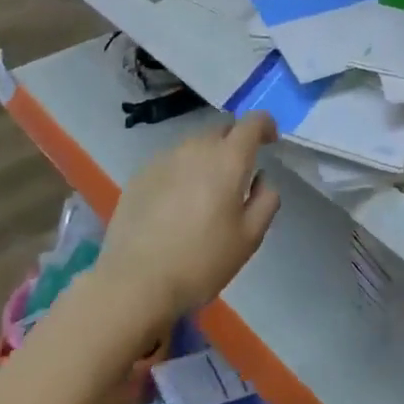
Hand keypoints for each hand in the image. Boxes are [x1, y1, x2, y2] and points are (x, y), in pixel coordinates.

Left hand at [95, 114, 281, 326]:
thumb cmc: (201, 261)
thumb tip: (261, 177)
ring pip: (195, 144)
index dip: (266, 125)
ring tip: (204, 192)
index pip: (253, 121)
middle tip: (237, 173)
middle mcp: (197, 147)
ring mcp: (165, 158)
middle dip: (235, 141)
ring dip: (206, 157)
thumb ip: (266, 199)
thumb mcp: (249, 238)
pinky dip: (181, 172)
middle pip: (222, 128)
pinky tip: (175, 204)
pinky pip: (170, 161)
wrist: (134, 283)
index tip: (269, 143)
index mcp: (228, 158)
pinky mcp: (140, 174)